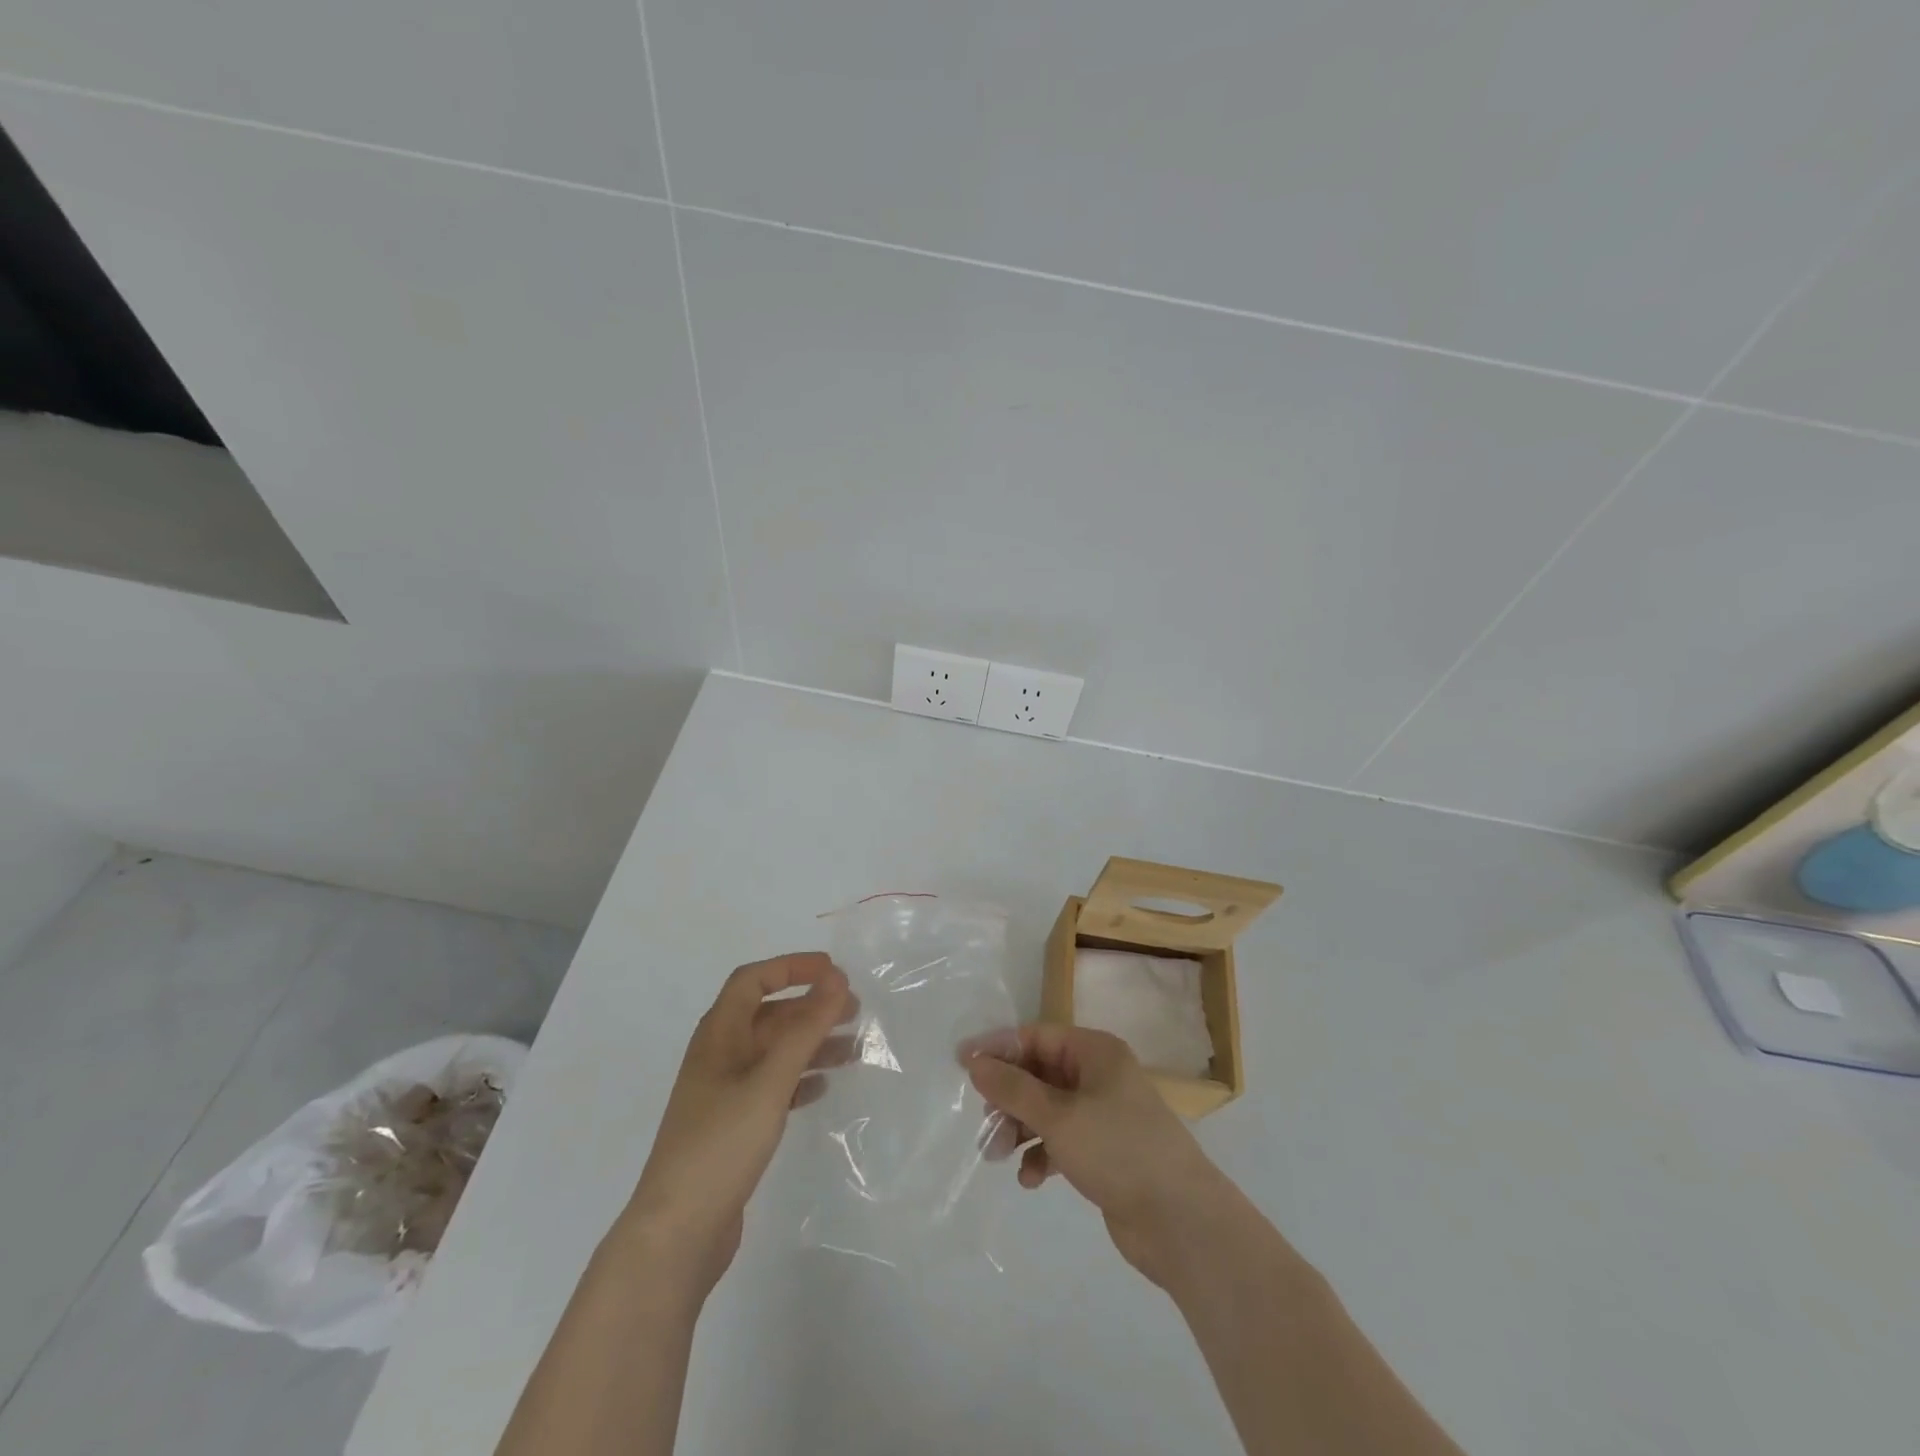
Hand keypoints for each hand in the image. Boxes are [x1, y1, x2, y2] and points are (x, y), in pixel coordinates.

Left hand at [625, 953, 851, 1295]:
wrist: (677, 1234)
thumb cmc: (721, 1144)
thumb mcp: (769, 1080)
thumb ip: (805, 1028)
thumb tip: (837, 978)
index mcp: (718, 1035)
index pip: (753, 980)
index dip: (792, 967)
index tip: (834, 971)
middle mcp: (719, 1056)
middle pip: (769, 1015)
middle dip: (811, 1008)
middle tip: (856, 1012)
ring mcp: (724, 1093)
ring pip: (775, 1052)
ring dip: (812, 1044)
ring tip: (854, 1052)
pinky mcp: (733, 1127)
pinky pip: (773, 1087)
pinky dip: (800, 1080)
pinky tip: (824, 1089)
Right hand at [968, 1024, 1234, 1288]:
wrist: (1180, 1221)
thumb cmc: (1117, 1149)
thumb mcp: (1058, 1115)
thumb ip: (1013, 1088)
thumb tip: (974, 1061)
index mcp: (1095, 1052)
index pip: (1037, 1036)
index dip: (998, 1049)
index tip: (962, 1065)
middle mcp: (1099, 1076)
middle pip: (1040, 1074)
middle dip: (1008, 1098)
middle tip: (984, 1124)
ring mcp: (1103, 1114)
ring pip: (1047, 1110)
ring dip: (1020, 1129)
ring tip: (998, 1157)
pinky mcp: (1104, 1151)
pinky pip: (1062, 1141)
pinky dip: (1043, 1154)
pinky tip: (1030, 1179)